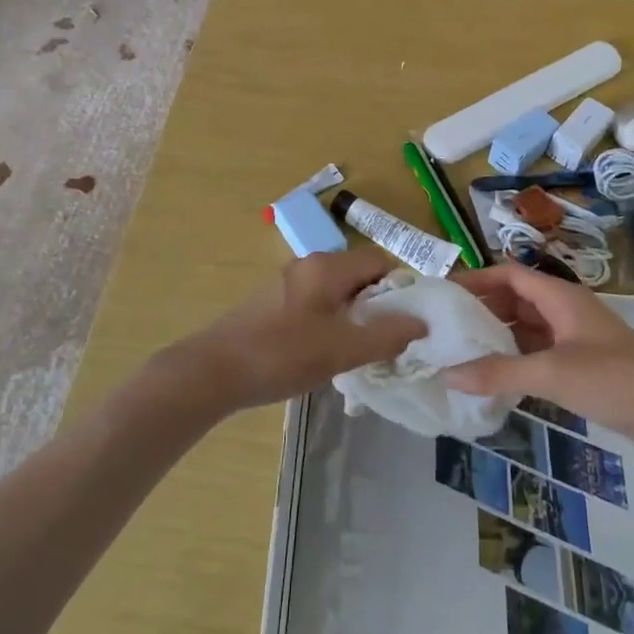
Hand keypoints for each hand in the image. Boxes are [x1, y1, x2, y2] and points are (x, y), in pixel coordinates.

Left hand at [162, 248, 424, 415]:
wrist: (212, 371)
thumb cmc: (281, 354)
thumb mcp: (341, 350)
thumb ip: (385, 335)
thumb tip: (421, 323)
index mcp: (328, 267)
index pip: (380, 261)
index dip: (401, 288)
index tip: (408, 321)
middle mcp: (309, 265)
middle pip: (359, 275)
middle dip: (378, 305)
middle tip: (385, 340)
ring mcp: (287, 282)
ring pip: (337, 292)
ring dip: (354, 316)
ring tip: (357, 351)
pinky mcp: (272, 302)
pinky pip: (316, 303)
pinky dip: (330, 322)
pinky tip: (324, 353)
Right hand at [445, 263, 633, 455]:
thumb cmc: (616, 381)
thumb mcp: (553, 374)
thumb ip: (499, 373)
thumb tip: (446, 374)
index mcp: (562, 297)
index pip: (509, 274)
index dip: (476, 280)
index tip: (442, 296)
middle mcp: (567, 311)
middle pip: (516, 299)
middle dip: (482, 310)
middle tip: (444, 329)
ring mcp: (577, 340)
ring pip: (528, 328)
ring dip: (498, 338)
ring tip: (460, 353)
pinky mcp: (584, 367)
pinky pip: (540, 354)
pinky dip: (517, 361)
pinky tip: (495, 379)